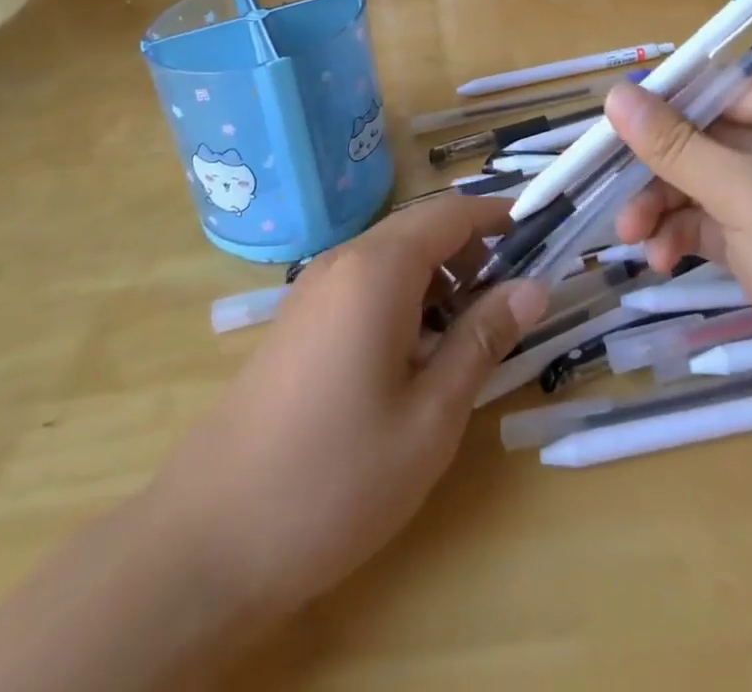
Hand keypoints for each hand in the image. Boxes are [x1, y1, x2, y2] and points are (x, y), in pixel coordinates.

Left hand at [146, 194, 547, 625]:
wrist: (209, 539)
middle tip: (514, 298)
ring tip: (470, 333)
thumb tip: (534, 286)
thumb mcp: (431, 415)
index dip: (499, 217)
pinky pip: (365, 284)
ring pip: (393, 257)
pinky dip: (405, 298)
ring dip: (440, 278)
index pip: (451, 213)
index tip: (542, 233)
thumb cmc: (337, 476)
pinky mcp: (299, 320)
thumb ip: (483, 339)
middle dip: (473, 251)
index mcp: (378, 269)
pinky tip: (417, 355)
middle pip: (422, 230)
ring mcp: (314, 289)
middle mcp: (343, 261)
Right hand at [605, 77, 751, 446]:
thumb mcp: (746, 191)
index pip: (718, 93)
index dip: (664, 105)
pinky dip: (682, 238)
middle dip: (657, 168)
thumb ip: (676, 145)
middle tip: (612, 193)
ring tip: (632, 236)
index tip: (610, 127)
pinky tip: (660, 260)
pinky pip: (712, 228)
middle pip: (704, 141)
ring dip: (663, 206)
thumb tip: (617, 94)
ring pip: (702, 187)